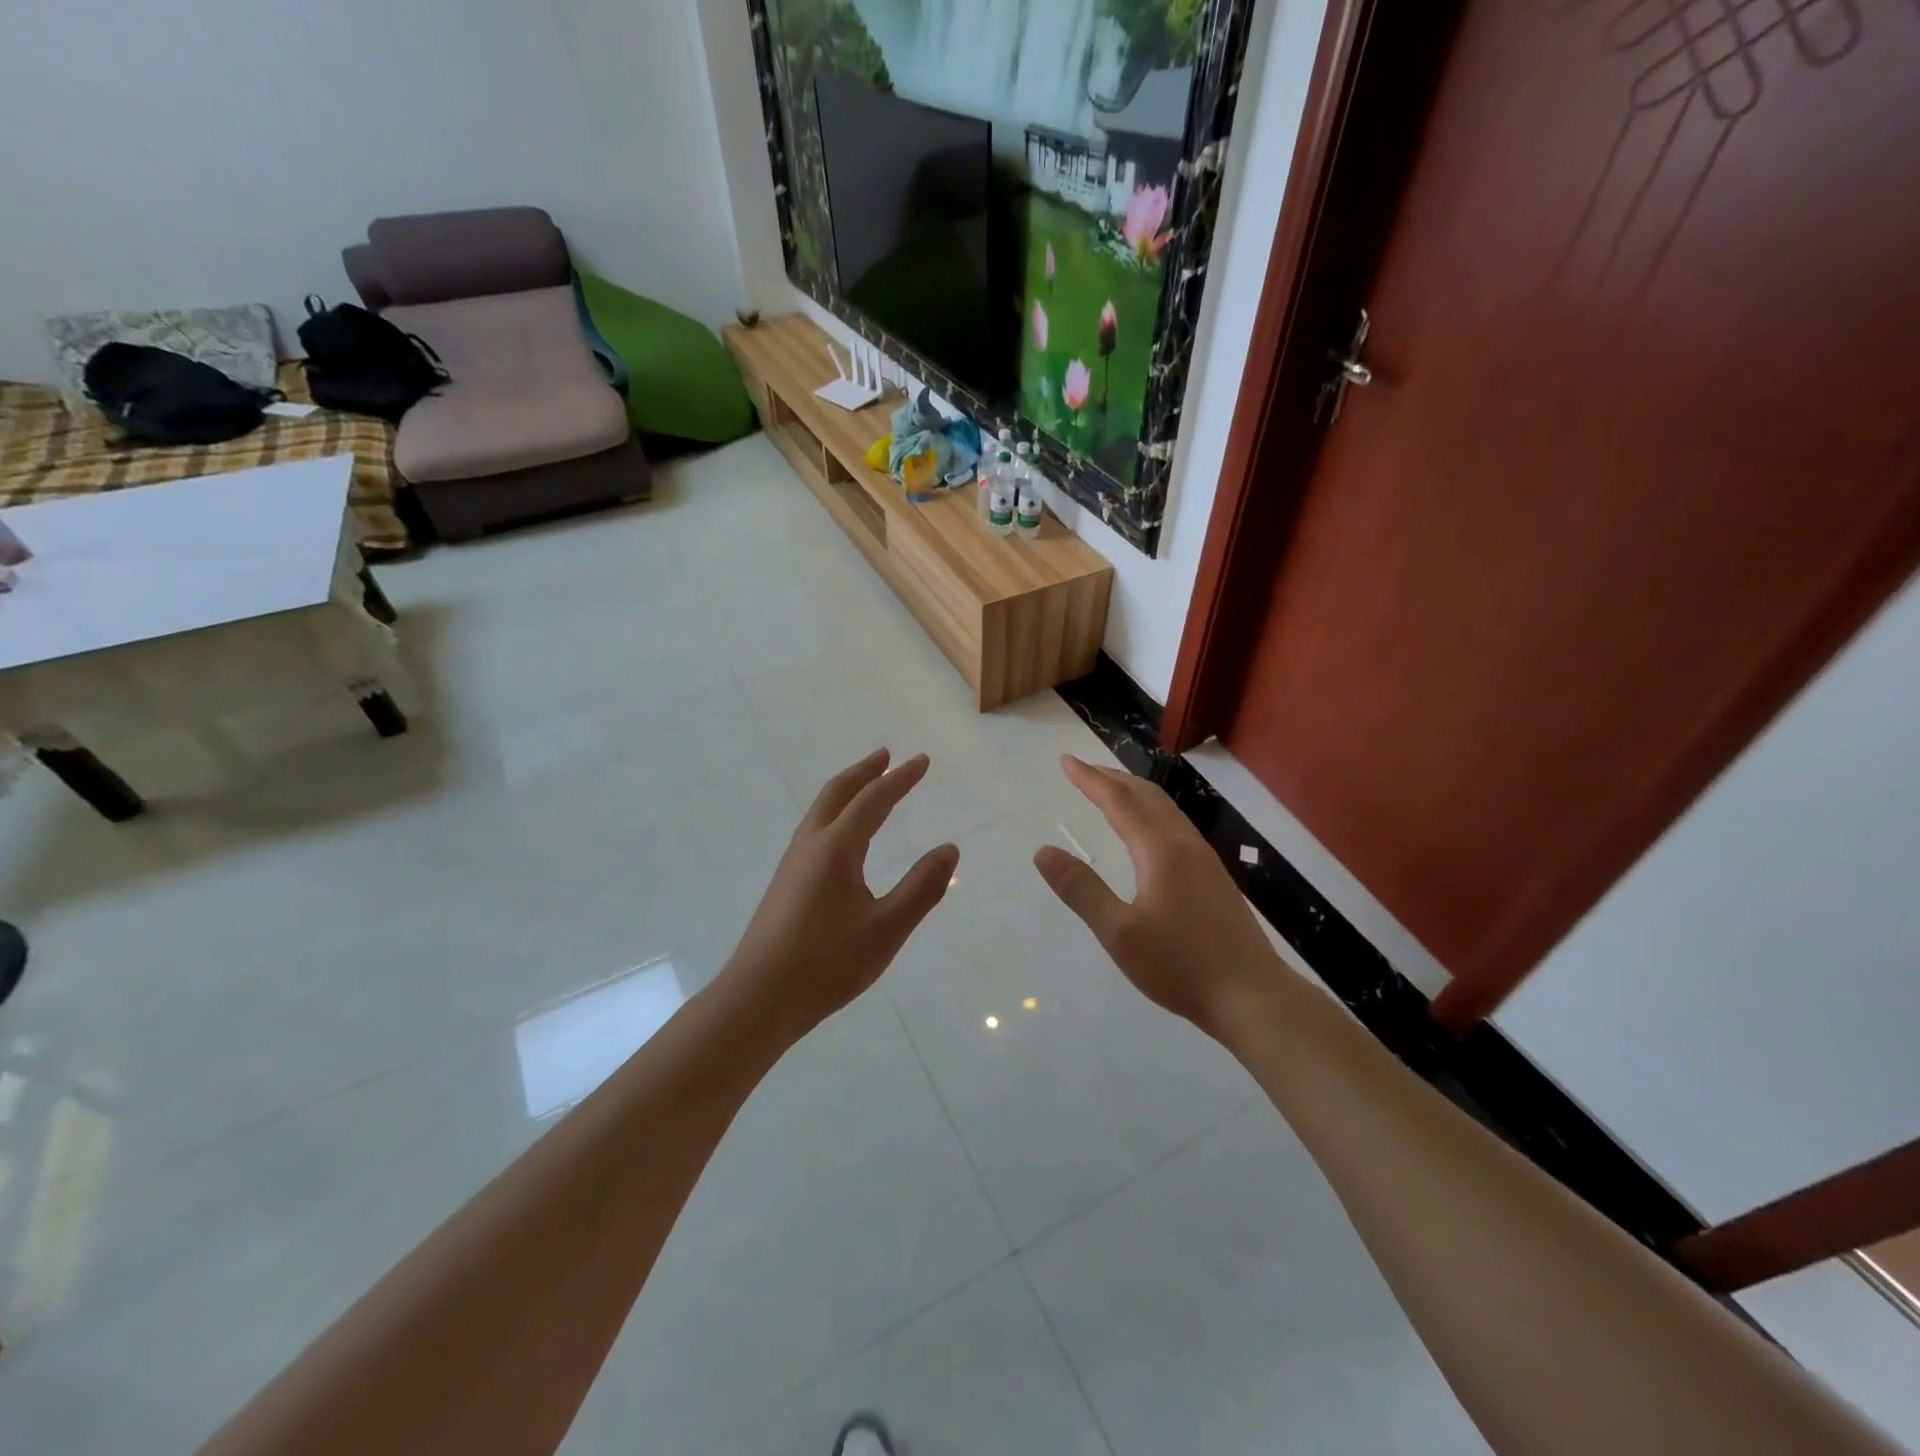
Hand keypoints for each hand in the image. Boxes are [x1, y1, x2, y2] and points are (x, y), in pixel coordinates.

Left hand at [721, 749, 958, 1038]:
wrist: (758, 999)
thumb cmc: (827, 964)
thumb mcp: (887, 929)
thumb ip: (921, 887)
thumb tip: (949, 849)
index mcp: (836, 848)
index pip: (874, 800)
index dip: (901, 778)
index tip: (923, 761)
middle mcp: (810, 845)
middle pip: (837, 792)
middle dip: (865, 771)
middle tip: (887, 755)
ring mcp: (792, 863)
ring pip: (821, 809)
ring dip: (846, 790)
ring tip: (867, 785)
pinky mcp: (785, 883)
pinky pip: (814, 829)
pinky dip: (835, 812)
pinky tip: (842, 836)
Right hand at [1035, 755, 1284, 1035]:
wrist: (1253, 997)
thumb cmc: (1180, 966)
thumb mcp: (1119, 933)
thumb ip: (1081, 890)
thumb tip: (1043, 851)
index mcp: (1160, 850)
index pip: (1118, 801)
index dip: (1090, 779)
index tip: (1066, 761)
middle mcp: (1185, 844)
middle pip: (1146, 796)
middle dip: (1112, 778)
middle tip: (1084, 769)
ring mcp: (1205, 860)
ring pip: (1166, 810)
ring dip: (1134, 793)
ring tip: (1111, 791)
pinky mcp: (1215, 878)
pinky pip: (1176, 826)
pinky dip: (1152, 812)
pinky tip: (1148, 833)